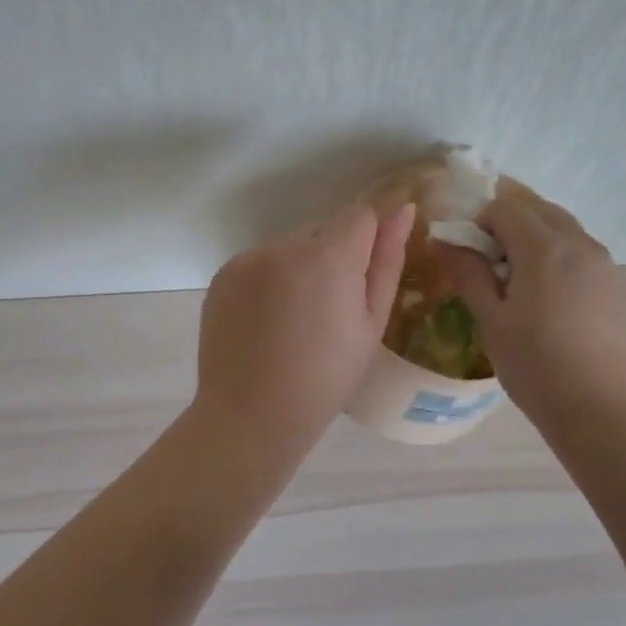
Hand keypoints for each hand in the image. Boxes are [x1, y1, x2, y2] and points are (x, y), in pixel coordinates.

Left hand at [195, 202, 414, 456]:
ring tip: (293, 320)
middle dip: (331, 256)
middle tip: (328, 310)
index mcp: (328, 256)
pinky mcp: (222, 275)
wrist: (251, 415)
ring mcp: (247, 259)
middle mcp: (283, 246)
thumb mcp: (371, 325)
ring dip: (298, 267)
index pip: (359, 214)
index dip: (367, 241)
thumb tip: (402, 211)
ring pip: (288, 246)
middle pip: (321, 229)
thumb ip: (387, 261)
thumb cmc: (325, 380)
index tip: (362, 277)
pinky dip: (267, 280)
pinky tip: (266, 321)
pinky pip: (257, 262)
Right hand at [435, 195, 625, 418]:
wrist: (608, 411)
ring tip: (513, 283)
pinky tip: (544, 300)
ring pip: (561, 229)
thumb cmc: (537, 365)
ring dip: (532, 239)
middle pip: (537, 210)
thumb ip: (468, 274)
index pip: (504, 207)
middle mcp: (578, 242)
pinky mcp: (616, 285)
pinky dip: (555, 257)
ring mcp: (604, 263)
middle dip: (506, 224)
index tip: (464, 256)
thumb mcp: (492, 320)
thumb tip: (443, 241)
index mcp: (543, 246)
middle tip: (485, 264)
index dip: (477, 223)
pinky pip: (579, 252)